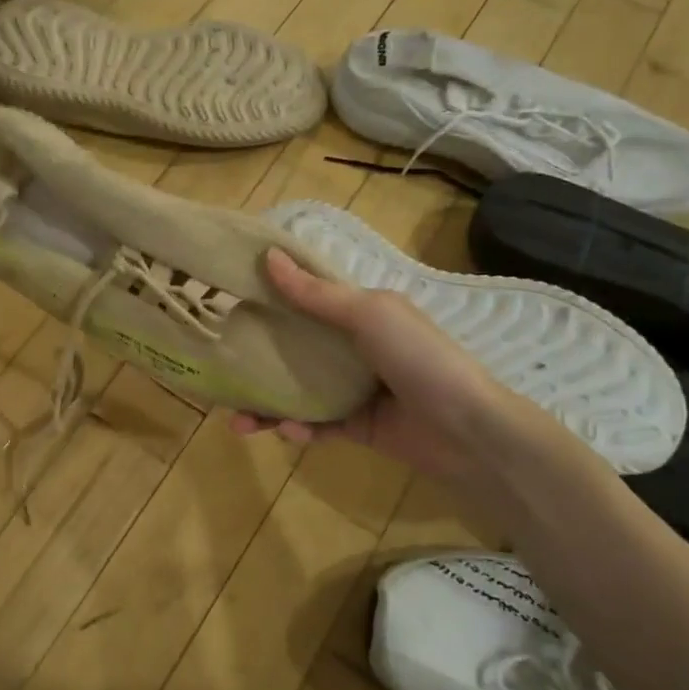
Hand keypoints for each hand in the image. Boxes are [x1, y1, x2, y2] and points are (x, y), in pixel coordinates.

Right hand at [233, 248, 552, 481]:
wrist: (468, 430)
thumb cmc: (420, 358)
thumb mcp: (369, 315)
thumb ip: (316, 294)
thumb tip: (269, 257)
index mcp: (359, 314)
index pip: (306, 299)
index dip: (270, 297)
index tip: (229, 298)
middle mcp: (353, 348)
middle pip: (293, 350)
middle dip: (256, 361)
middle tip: (220, 370)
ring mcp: (354, 390)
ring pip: (297, 393)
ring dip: (266, 406)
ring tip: (237, 423)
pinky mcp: (356, 427)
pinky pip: (317, 427)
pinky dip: (299, 430)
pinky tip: (287, 432)